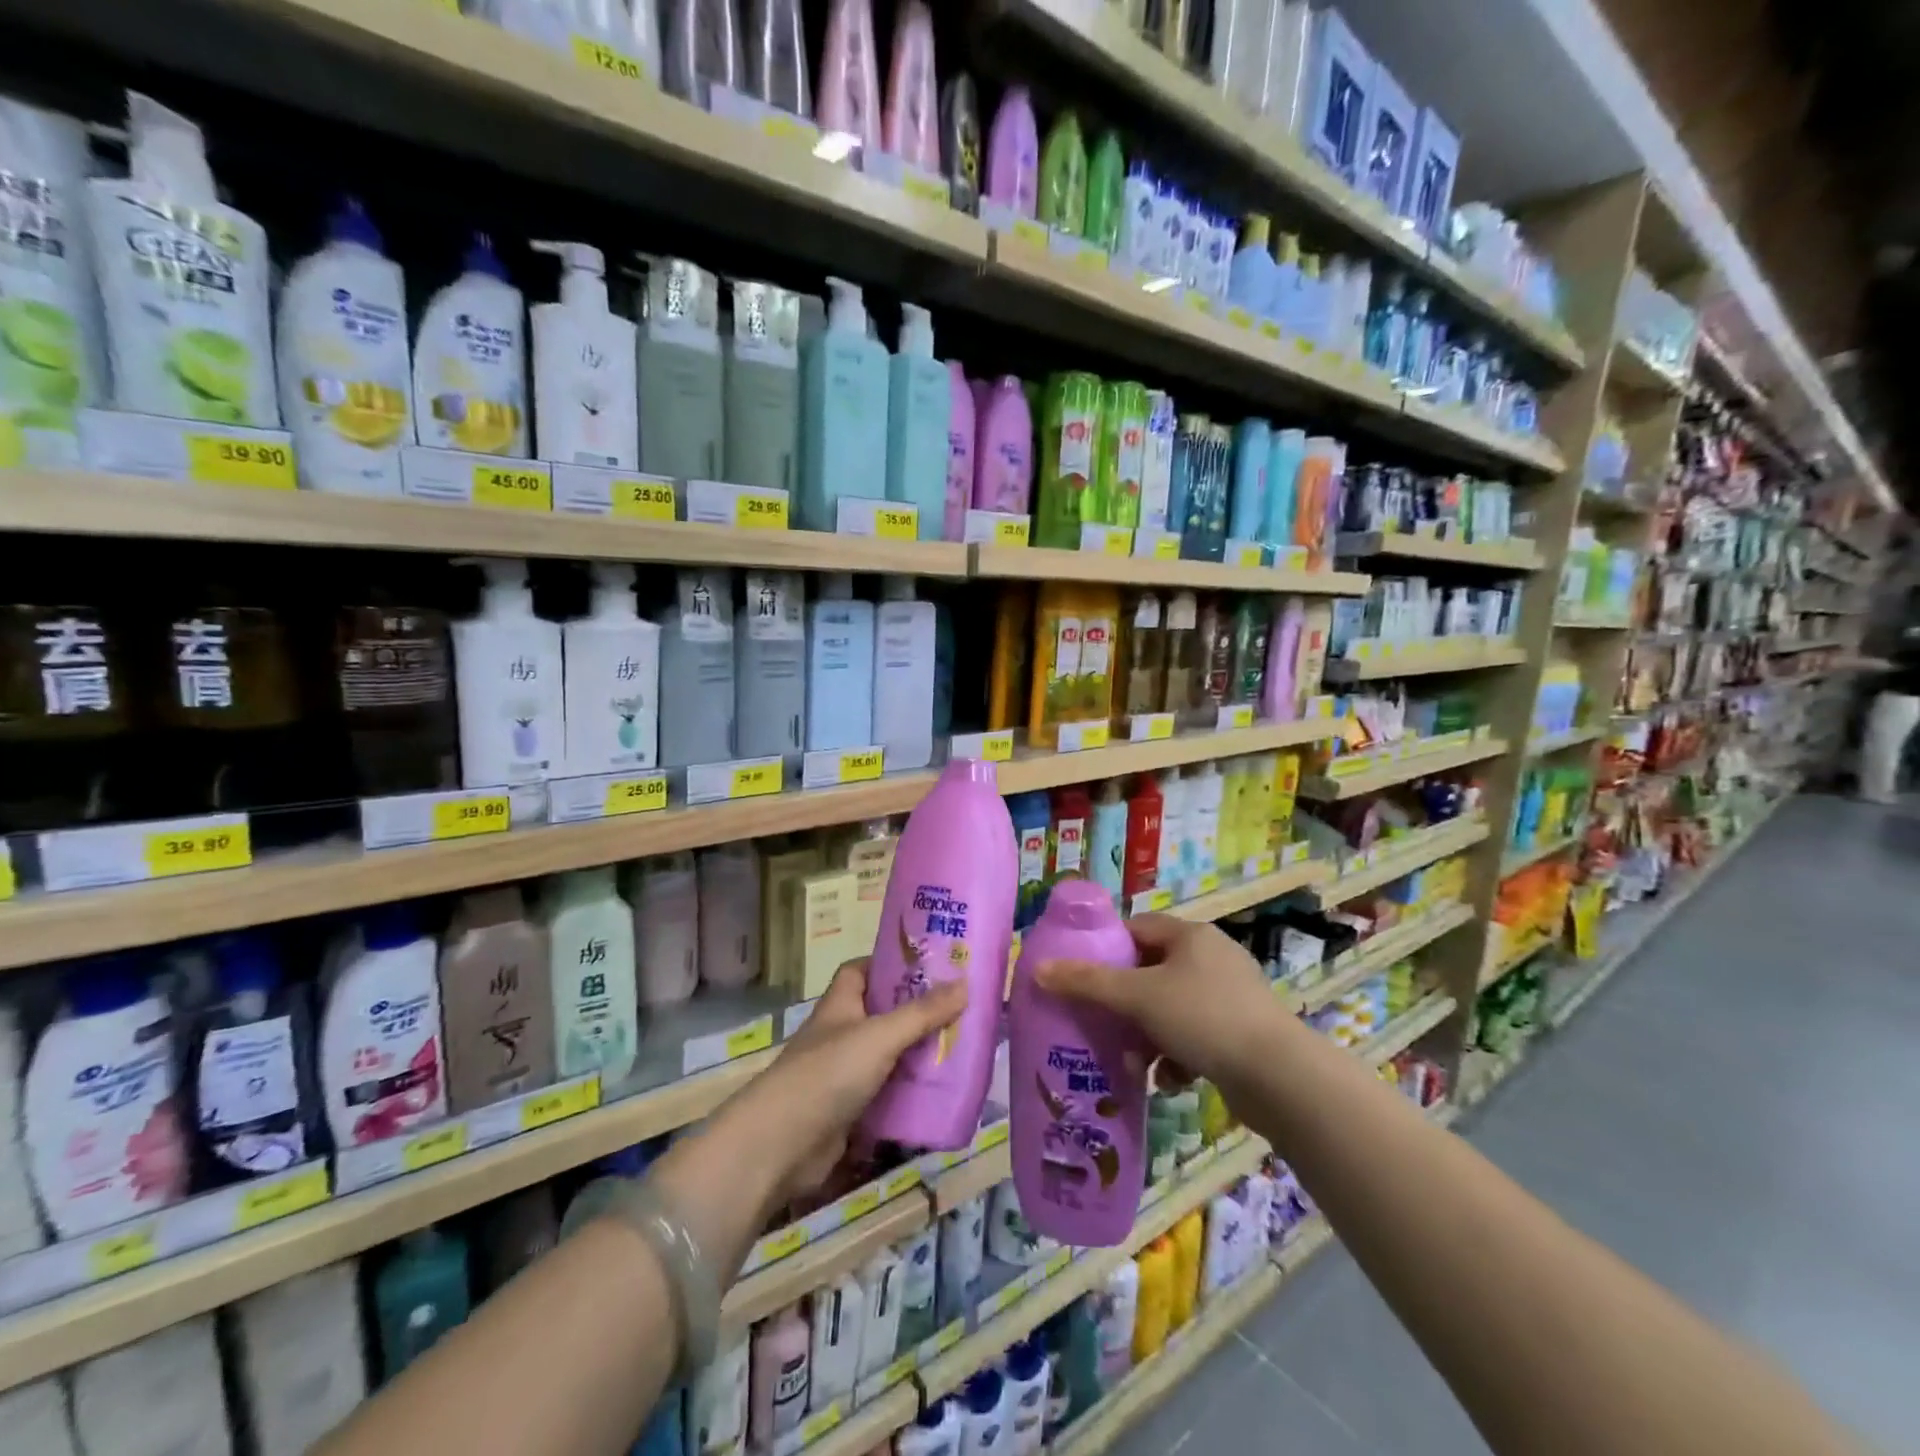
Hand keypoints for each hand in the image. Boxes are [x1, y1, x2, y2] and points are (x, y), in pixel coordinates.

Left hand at [742, 959, 966, 1201]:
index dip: (889, 963)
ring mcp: (844, 1073)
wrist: (781, 1146)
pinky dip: (910, 1092)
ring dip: (917, 1053)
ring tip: (961, 1047)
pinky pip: (887, 1093)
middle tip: (959, 1007)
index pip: (861, 970)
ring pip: (888, 1055)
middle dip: (915, 1010)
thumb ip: (922, 1013)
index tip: (927, 964)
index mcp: (840, 1004)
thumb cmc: (828, 1072)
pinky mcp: (851, 1111)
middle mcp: (841, 1033)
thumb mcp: (881, 1035)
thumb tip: (965, 983)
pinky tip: (941, 1092)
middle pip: (881, 1013)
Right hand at [1035, 914, 1285, 1094]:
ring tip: (1134, 1063)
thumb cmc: (1203, 1018)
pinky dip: (1177, 1055)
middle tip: (1102, 1024)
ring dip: (1147, 1034)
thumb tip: (1038, 969)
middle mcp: (1212, 957)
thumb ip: (1087, 983)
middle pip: (1151, 971)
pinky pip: (1195, 1035)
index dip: (1107, 950)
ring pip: (1171, 1008)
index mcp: (1190, 935)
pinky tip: (1169, 1081)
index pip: (1137, 929)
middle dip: (1125, 1003)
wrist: (1279, 1077)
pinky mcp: (1242, 1032)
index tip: (1084, 978)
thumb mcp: (1138, 997)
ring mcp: (1231, 995)